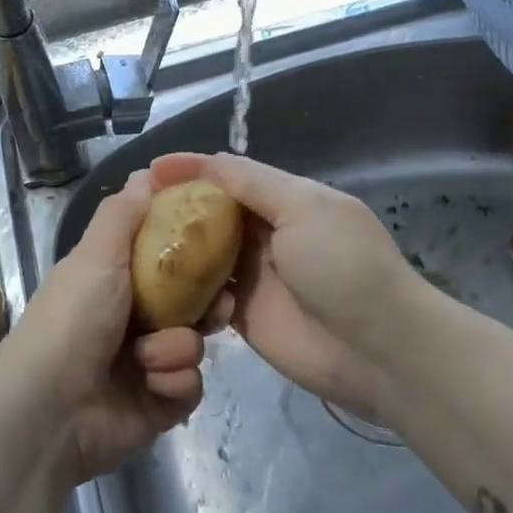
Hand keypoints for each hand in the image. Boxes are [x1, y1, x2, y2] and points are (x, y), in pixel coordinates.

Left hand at [0, 171, 208, 483]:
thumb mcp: (96, 254)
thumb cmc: (73, 319)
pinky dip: (173, 382)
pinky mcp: (158, 403)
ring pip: (194, 343)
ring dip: (176, 347)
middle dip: (206, 302)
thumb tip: (146, 171)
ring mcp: (146, 363)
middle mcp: (132, 318)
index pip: (166, 257)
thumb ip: (123, 213)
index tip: (220, 241)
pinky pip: (191, 385)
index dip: (194, 250)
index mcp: (114, 279)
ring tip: (148, 358)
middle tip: (219, 303)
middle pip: (191, 301)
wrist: (48, 411)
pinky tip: (150, 385)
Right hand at [151, 153, 419, 423]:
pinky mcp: (246, 314)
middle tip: (132, 205)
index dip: (192, 168)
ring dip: (176, 246)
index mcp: (285, 199)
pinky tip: (158, 282)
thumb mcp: (303, 208)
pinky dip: (186, 287)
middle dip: (176, 205)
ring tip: (134, 242)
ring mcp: (255, 275)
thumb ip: (252, 184)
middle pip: (212, 212)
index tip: (152, 169)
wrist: (380, 351)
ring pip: (205, 252)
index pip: (229, 175)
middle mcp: (267, 232)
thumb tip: (206, 161)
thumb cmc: (343, 266)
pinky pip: (207, 294)